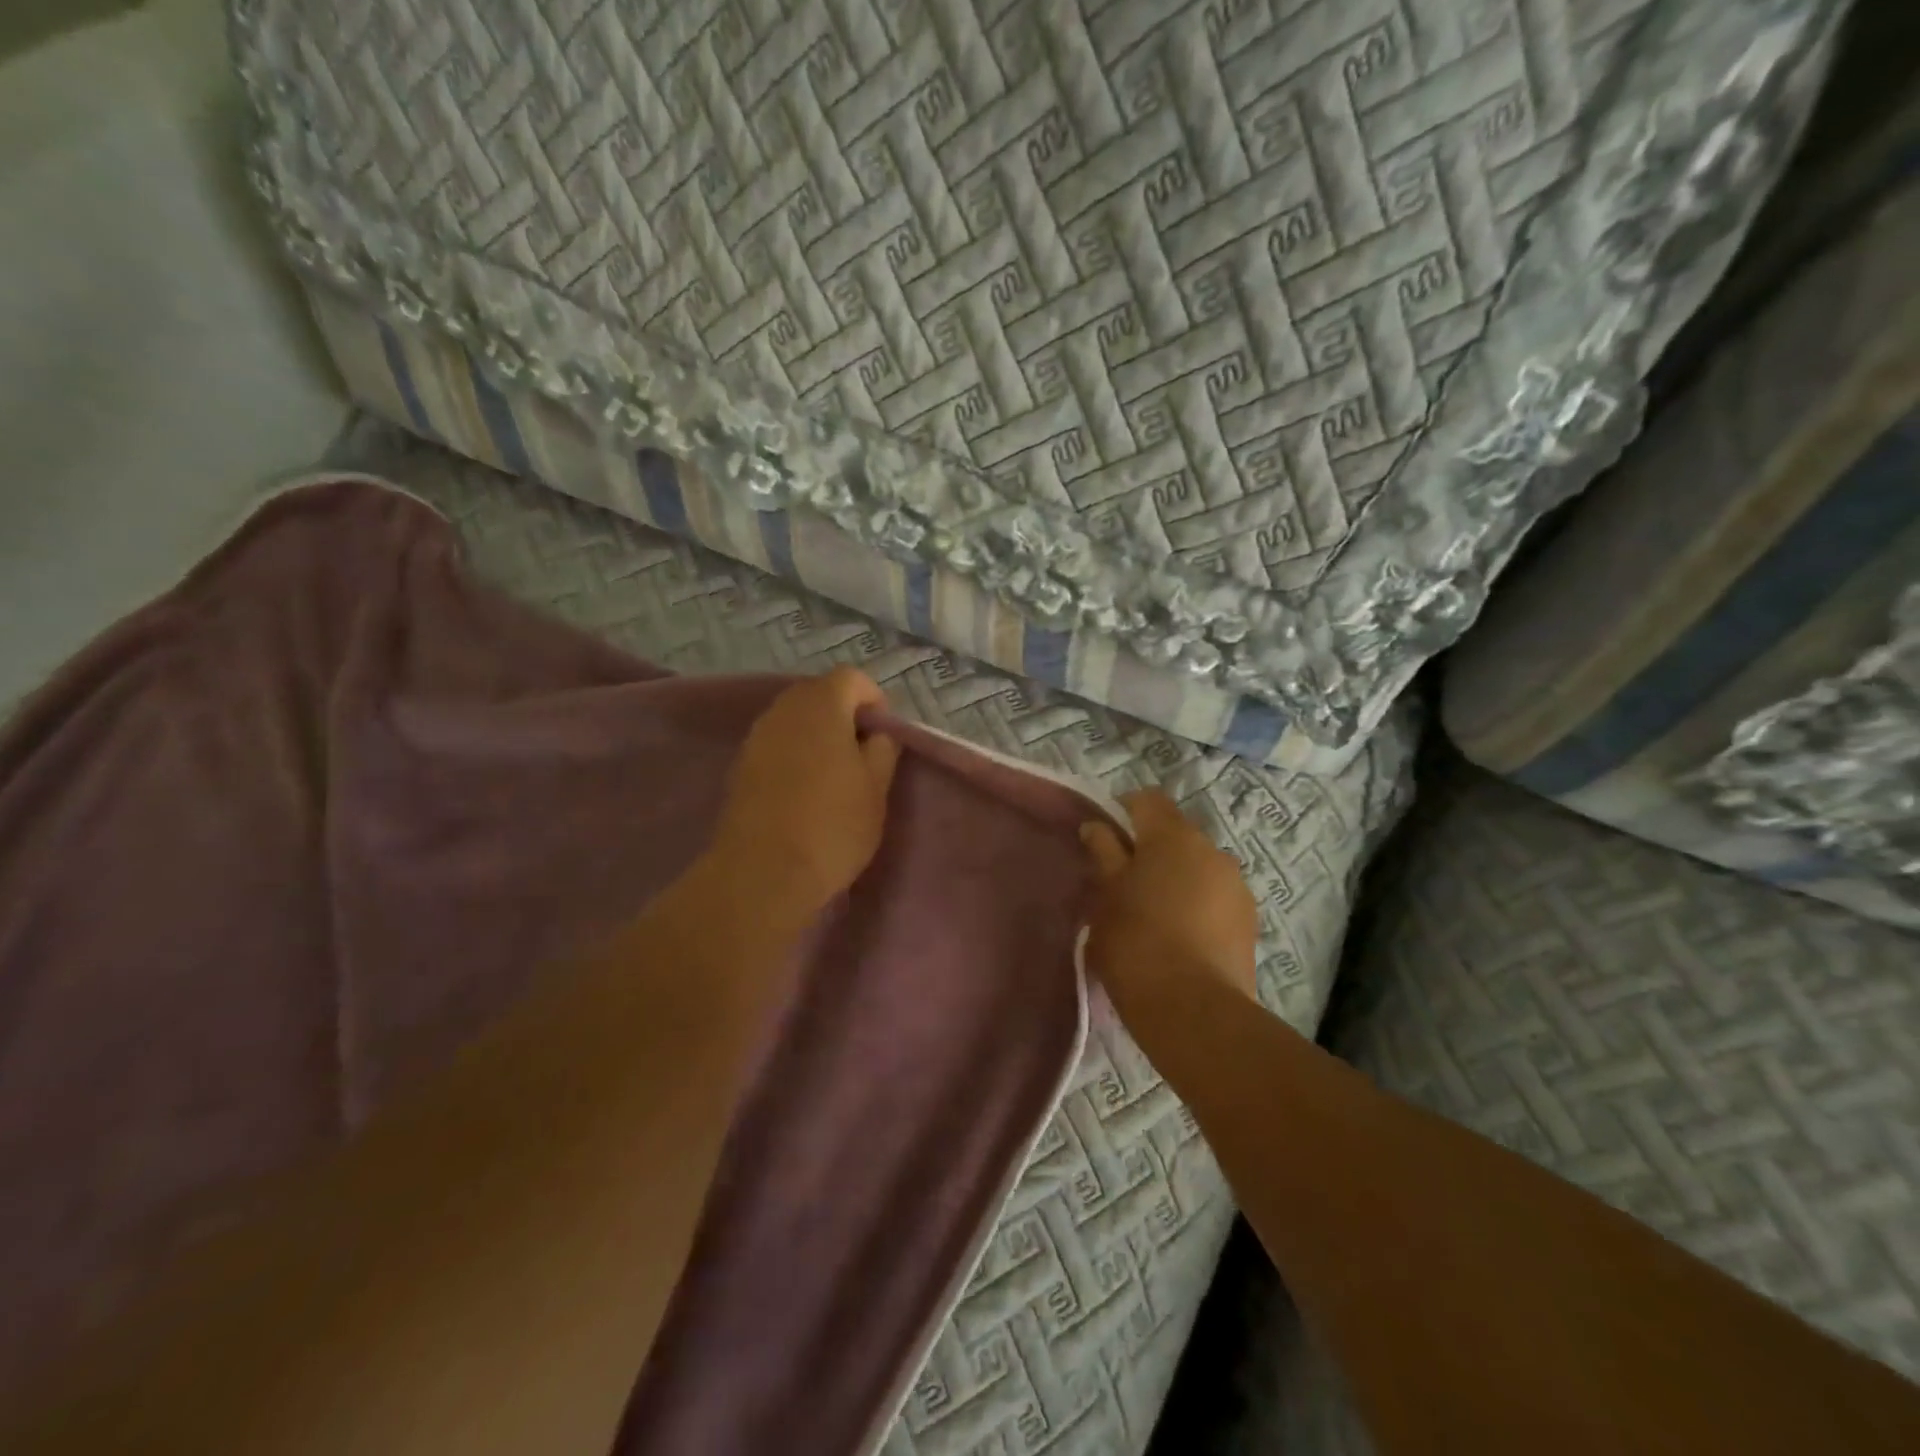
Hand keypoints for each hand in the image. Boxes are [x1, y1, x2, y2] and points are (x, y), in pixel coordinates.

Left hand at [708, 667, 901, 916]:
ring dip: (817, 736)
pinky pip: (775, 745)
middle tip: (863, 756)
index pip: (852, 677)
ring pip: (794, 720)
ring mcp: (755, 737)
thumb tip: (877, 733)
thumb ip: (883, 749)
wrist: (762, 873)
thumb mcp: (876, 788)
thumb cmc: (832, 825)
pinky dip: (794, 755)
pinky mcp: (740, 766)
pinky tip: (804, 792)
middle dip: (844, 715)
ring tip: (834, 777)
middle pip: (819, 694)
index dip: (874, 700)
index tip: (884, 737)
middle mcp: (783, 710)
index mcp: (820, 705)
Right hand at [1080, 791, 1259, 1017]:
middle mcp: (1212, 849)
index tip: (1105, 836)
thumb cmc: (1136, 942)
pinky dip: (1197, 904)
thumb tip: (1096, 826)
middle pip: (1175, 834)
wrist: (1194, 1009)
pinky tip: (1180, 936)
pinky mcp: (1249, 920)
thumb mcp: (1106, 896)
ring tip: (1155, 913)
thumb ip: (1104, 854)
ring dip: (1177, 877)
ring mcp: (1236, 885)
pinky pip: (1215, 896)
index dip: (1124, 810)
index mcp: (1173, 836)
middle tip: (1125, 881)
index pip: (1147, 800)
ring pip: (1198, 867)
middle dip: (1151, 849)